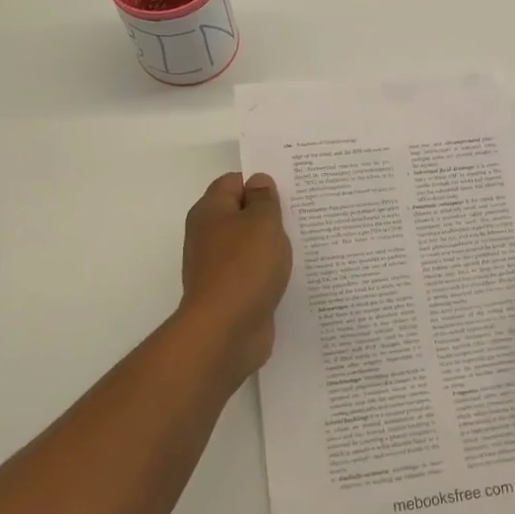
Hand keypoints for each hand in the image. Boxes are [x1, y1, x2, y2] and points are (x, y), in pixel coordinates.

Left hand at [179, 172, 292, 377]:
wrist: (225, 331)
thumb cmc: (244, 267)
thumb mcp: (262, 223)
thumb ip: (264, 200)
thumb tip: (258, 182)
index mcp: (210, 212)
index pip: (233, 182)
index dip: (260, 182)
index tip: (290, 188)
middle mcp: (209, 236)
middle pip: (241, 214)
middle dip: (270, 214)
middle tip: (304, 212)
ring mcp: (218, 267)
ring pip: (250, 246)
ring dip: (273, 246)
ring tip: (306, 242)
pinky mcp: (231, 294)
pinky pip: (254, 274)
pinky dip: (270, 273)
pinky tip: (294, 274)